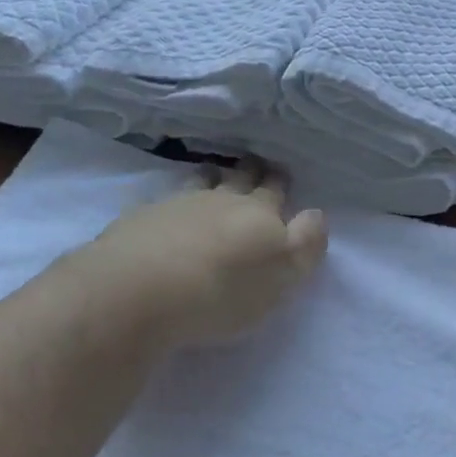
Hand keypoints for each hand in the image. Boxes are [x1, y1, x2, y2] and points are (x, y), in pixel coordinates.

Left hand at [88, 160, 327, 350]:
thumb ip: (305, 245)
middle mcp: (219, 200)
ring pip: (201, 181)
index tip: (281, 174)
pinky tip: (170, 208)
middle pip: (239, 178)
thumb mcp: (283, 276)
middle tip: (254, 164)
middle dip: (250, 171)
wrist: (140, 292)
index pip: (274, 190)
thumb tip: (315, 214)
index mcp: (259, 214)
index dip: (279, 181)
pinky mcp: (140, 219)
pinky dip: (174, 199)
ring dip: (211, 176)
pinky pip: (165, 200)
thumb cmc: (223, 291)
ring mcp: (176, 204)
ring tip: (213, 174)